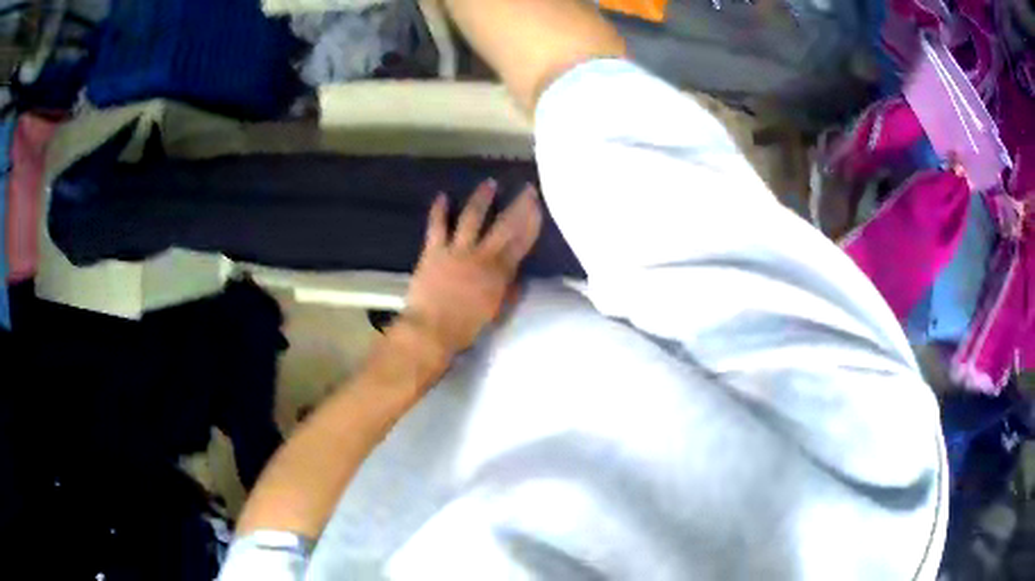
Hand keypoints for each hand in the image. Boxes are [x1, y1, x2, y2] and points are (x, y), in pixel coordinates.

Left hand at [404, 179, 542, 355]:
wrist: (431, 330)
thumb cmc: (465, 328)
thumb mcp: (495, 313)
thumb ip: (509, 293)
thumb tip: (520, 279)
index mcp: (498, 273)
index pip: (521, 244)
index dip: (532, 224)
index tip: (539, 207)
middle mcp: (481, 256)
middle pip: (504, 226)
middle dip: (518, 206)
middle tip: (528, 189)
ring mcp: (456, 250)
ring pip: (472, 218)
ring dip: (482, 199)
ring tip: (489, 183)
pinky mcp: (433, 250)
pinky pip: (436, 226)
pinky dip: (438, 211)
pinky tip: (442, 196)